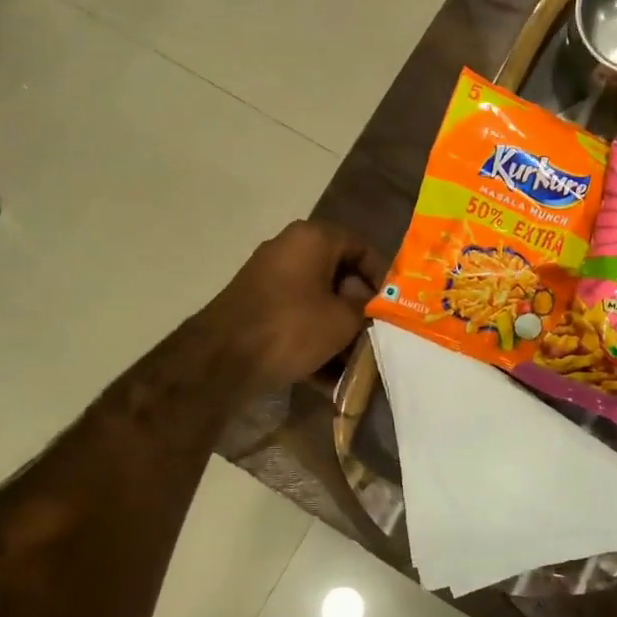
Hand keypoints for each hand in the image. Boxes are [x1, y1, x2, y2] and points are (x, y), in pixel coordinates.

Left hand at [196, 220, 386, 391]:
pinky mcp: (255, 306)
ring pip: (317, 301)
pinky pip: (296, 318)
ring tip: (355, 363)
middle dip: (360, 310)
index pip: (361, 248)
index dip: (382, 277)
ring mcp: (268, 278)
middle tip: (377, 336)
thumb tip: (373, 306)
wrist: (221, 359)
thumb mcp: (343, 319)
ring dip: (338, 331)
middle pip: (339, 276)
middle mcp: (289, 249)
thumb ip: (367, 308)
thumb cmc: (292, 327)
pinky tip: (328, 377)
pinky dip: (313, 341)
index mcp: (313, 238)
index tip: (395, 306)